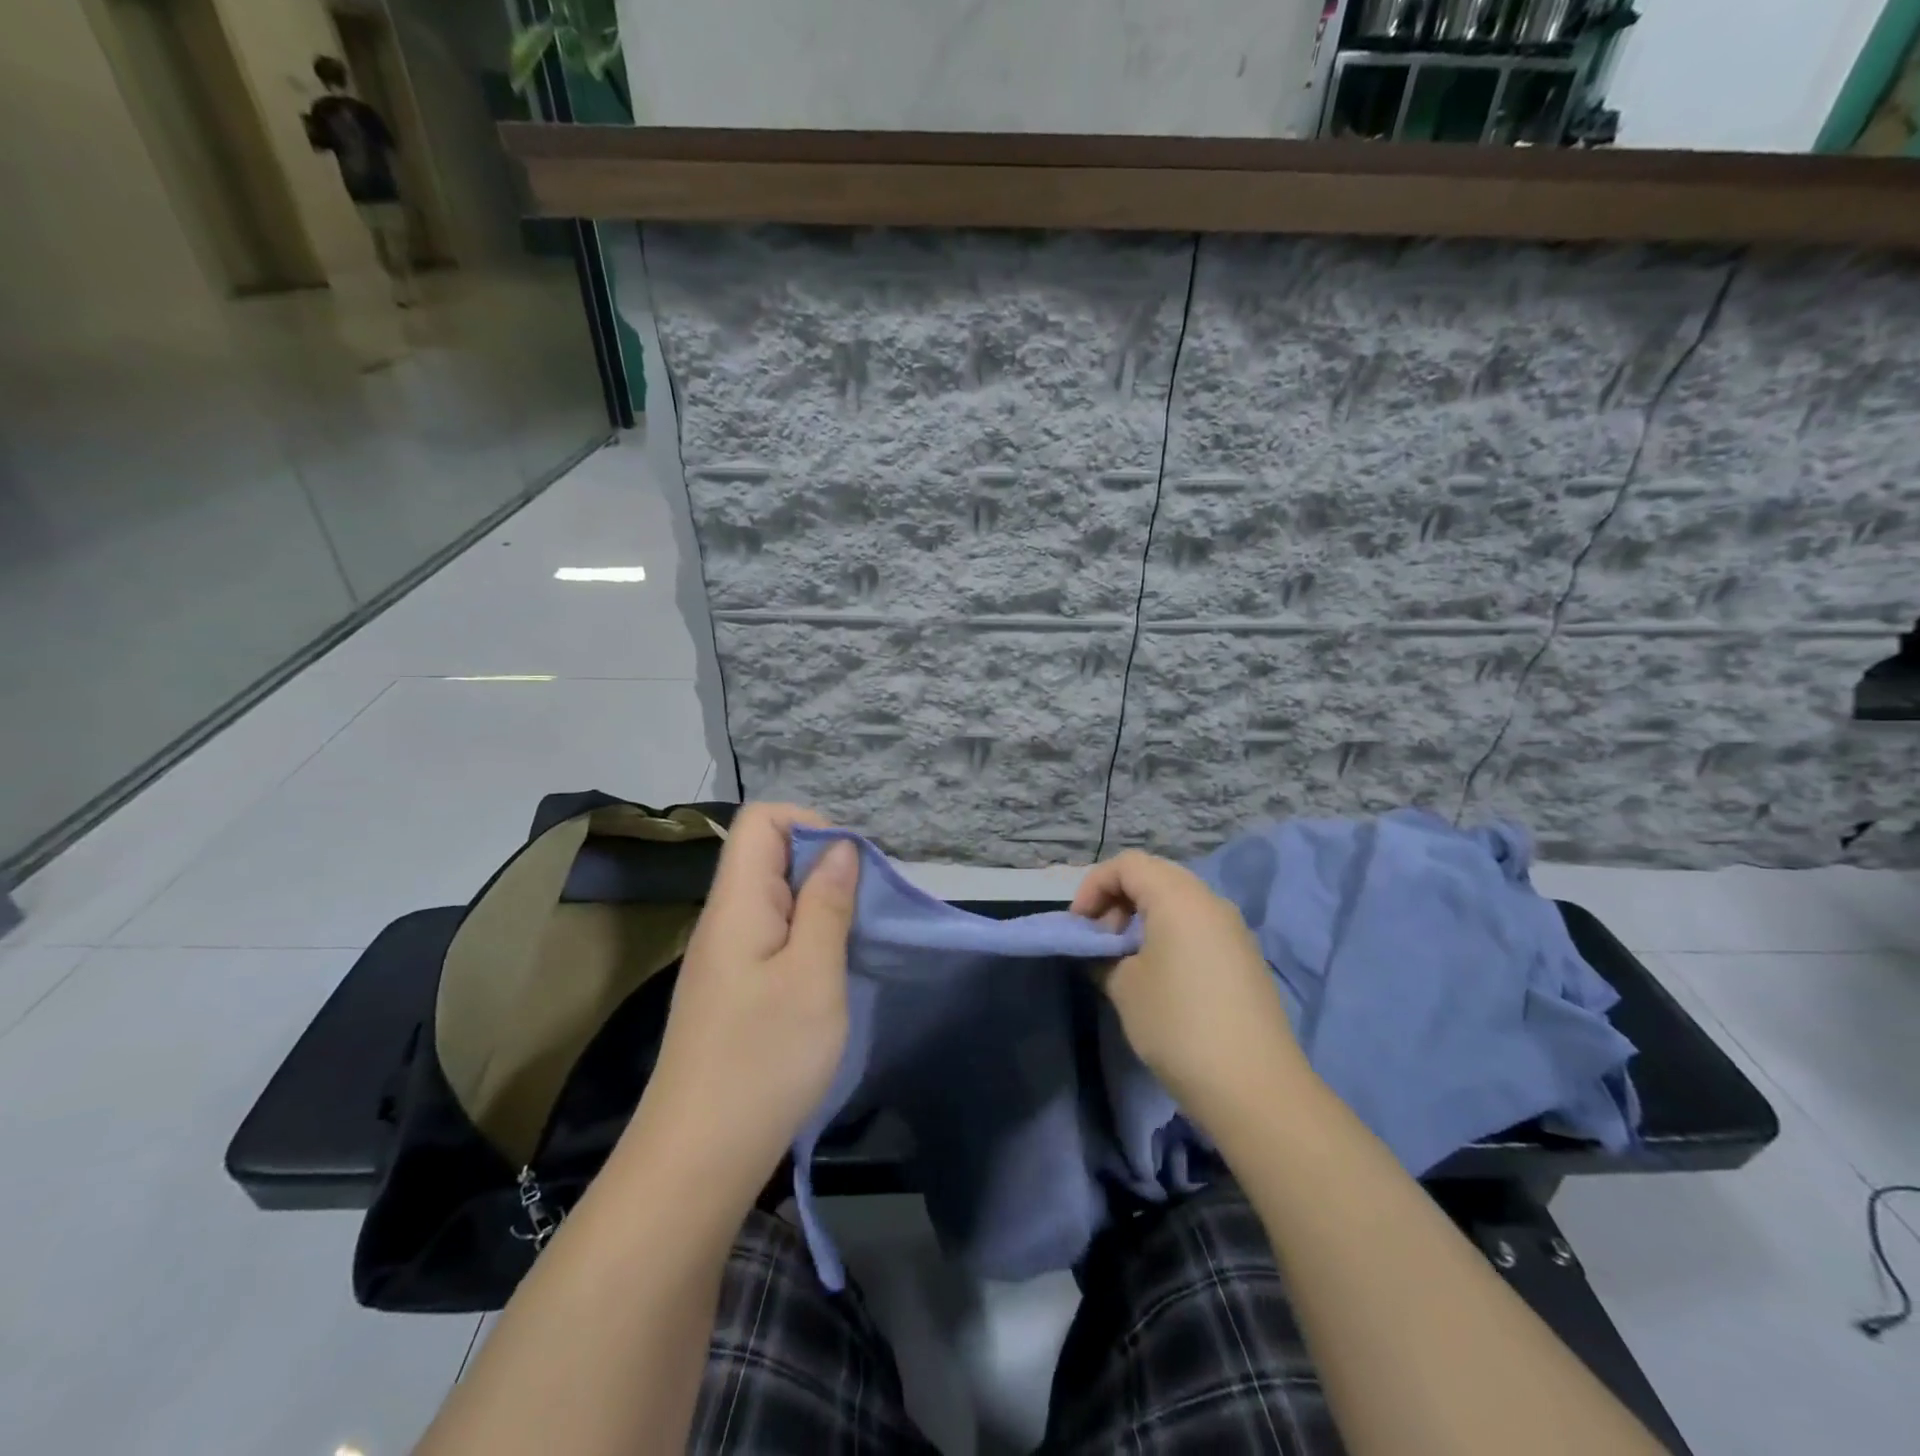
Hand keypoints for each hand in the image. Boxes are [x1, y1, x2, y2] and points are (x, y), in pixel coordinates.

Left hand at [627, 804, 859, 1209]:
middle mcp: (724, 918)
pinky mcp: (731, 989)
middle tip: (863, 910)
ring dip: (819, 906)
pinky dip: (806, 939)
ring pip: (775, 898)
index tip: (851, 867)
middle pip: (768, 855)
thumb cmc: (763, 1060)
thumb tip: (840, 847)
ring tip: (852, 943)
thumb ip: (828, 903)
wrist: (696, 1161)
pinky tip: (827, 976)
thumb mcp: (813, 975)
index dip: (810, 825)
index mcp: (736, 902)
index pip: (761, 819)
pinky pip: (772, 936)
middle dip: (824, 867)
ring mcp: (724, 956)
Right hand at [1072, 850, 1304, 1129]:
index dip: (1093, 886)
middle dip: (1118, 899)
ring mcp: (1233, 929)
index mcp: (1179, 897)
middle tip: (1101, 940)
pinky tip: (1159, 976)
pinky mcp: (1245, 957)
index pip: (1127, 864)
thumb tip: (1103, 951)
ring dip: (1143, 918)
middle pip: (1154, 876)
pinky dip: (1169, 934)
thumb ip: (1103, 956)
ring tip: (1126, 960)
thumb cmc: (1178, 1024)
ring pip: (1178, 901)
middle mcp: (1210, 901)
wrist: (1254, 1086)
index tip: (1079, 926)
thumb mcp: (1124, 986)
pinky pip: (1198, 926)